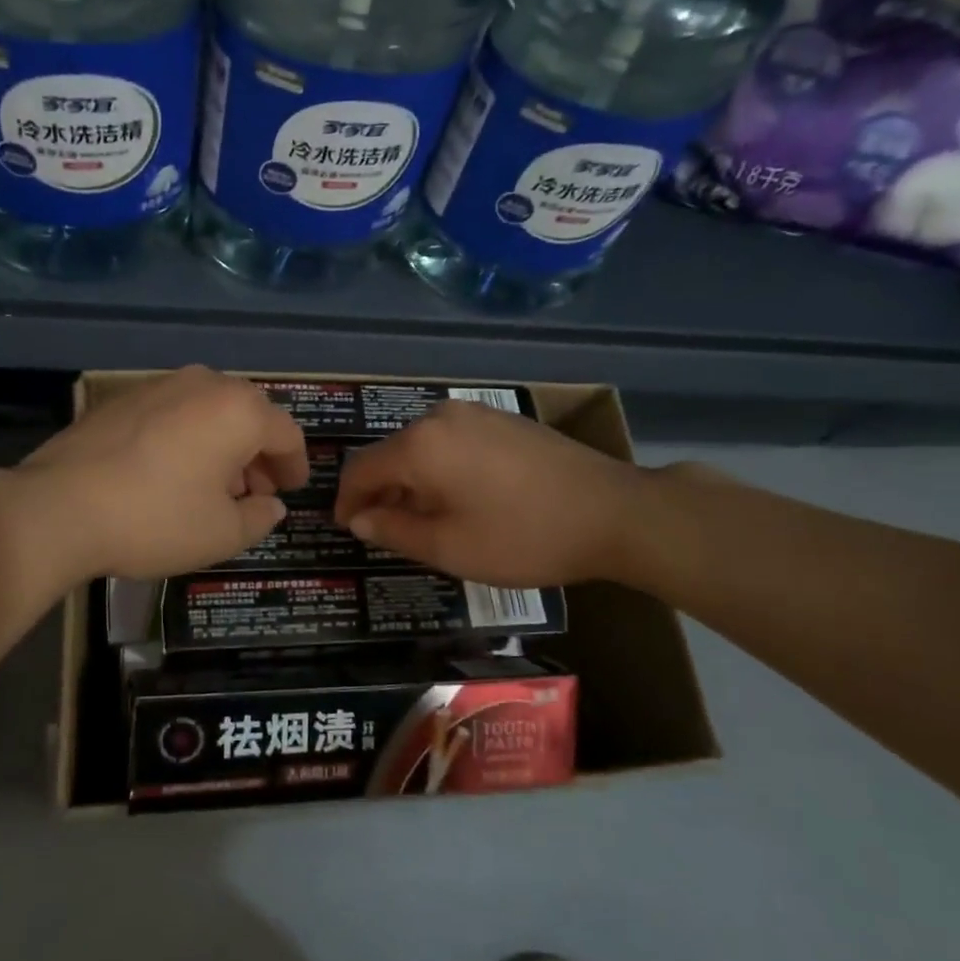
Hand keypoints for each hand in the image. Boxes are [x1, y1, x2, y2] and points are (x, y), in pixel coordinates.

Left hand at [17, 366, 308, 580]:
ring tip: (214, 486)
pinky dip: (187, 439)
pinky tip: (172, 474)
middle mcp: (203, 384)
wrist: (59, 508)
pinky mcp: (122, 399)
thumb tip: (271, 505)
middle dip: (258, 454)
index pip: (285, 433)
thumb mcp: (221, 534)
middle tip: (255, 491)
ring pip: (208, 412)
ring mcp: (158, 386)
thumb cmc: (156, 519)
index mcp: (238, 411)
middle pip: (248, 415)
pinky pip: (173, 414)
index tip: (292, 489)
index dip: (295, 465)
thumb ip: (258, 518)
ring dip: (222, 446)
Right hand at [333, 400, 646, 587]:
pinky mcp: (502, 419)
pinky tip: (459, 498)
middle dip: (380, 492)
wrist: (614, 511)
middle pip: (391, 454)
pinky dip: (440, 469)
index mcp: (419, 445)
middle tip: (383, 530)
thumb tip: (358, 518)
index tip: (346, 528)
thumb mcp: (449, 546)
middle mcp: (440, 417)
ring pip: (422, 447)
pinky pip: (451, 441)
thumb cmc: (522, 536)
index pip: (360, 468)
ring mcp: (475, 413)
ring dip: (411, 481)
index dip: (346, 500)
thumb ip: (393, 530)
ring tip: (422, 519)